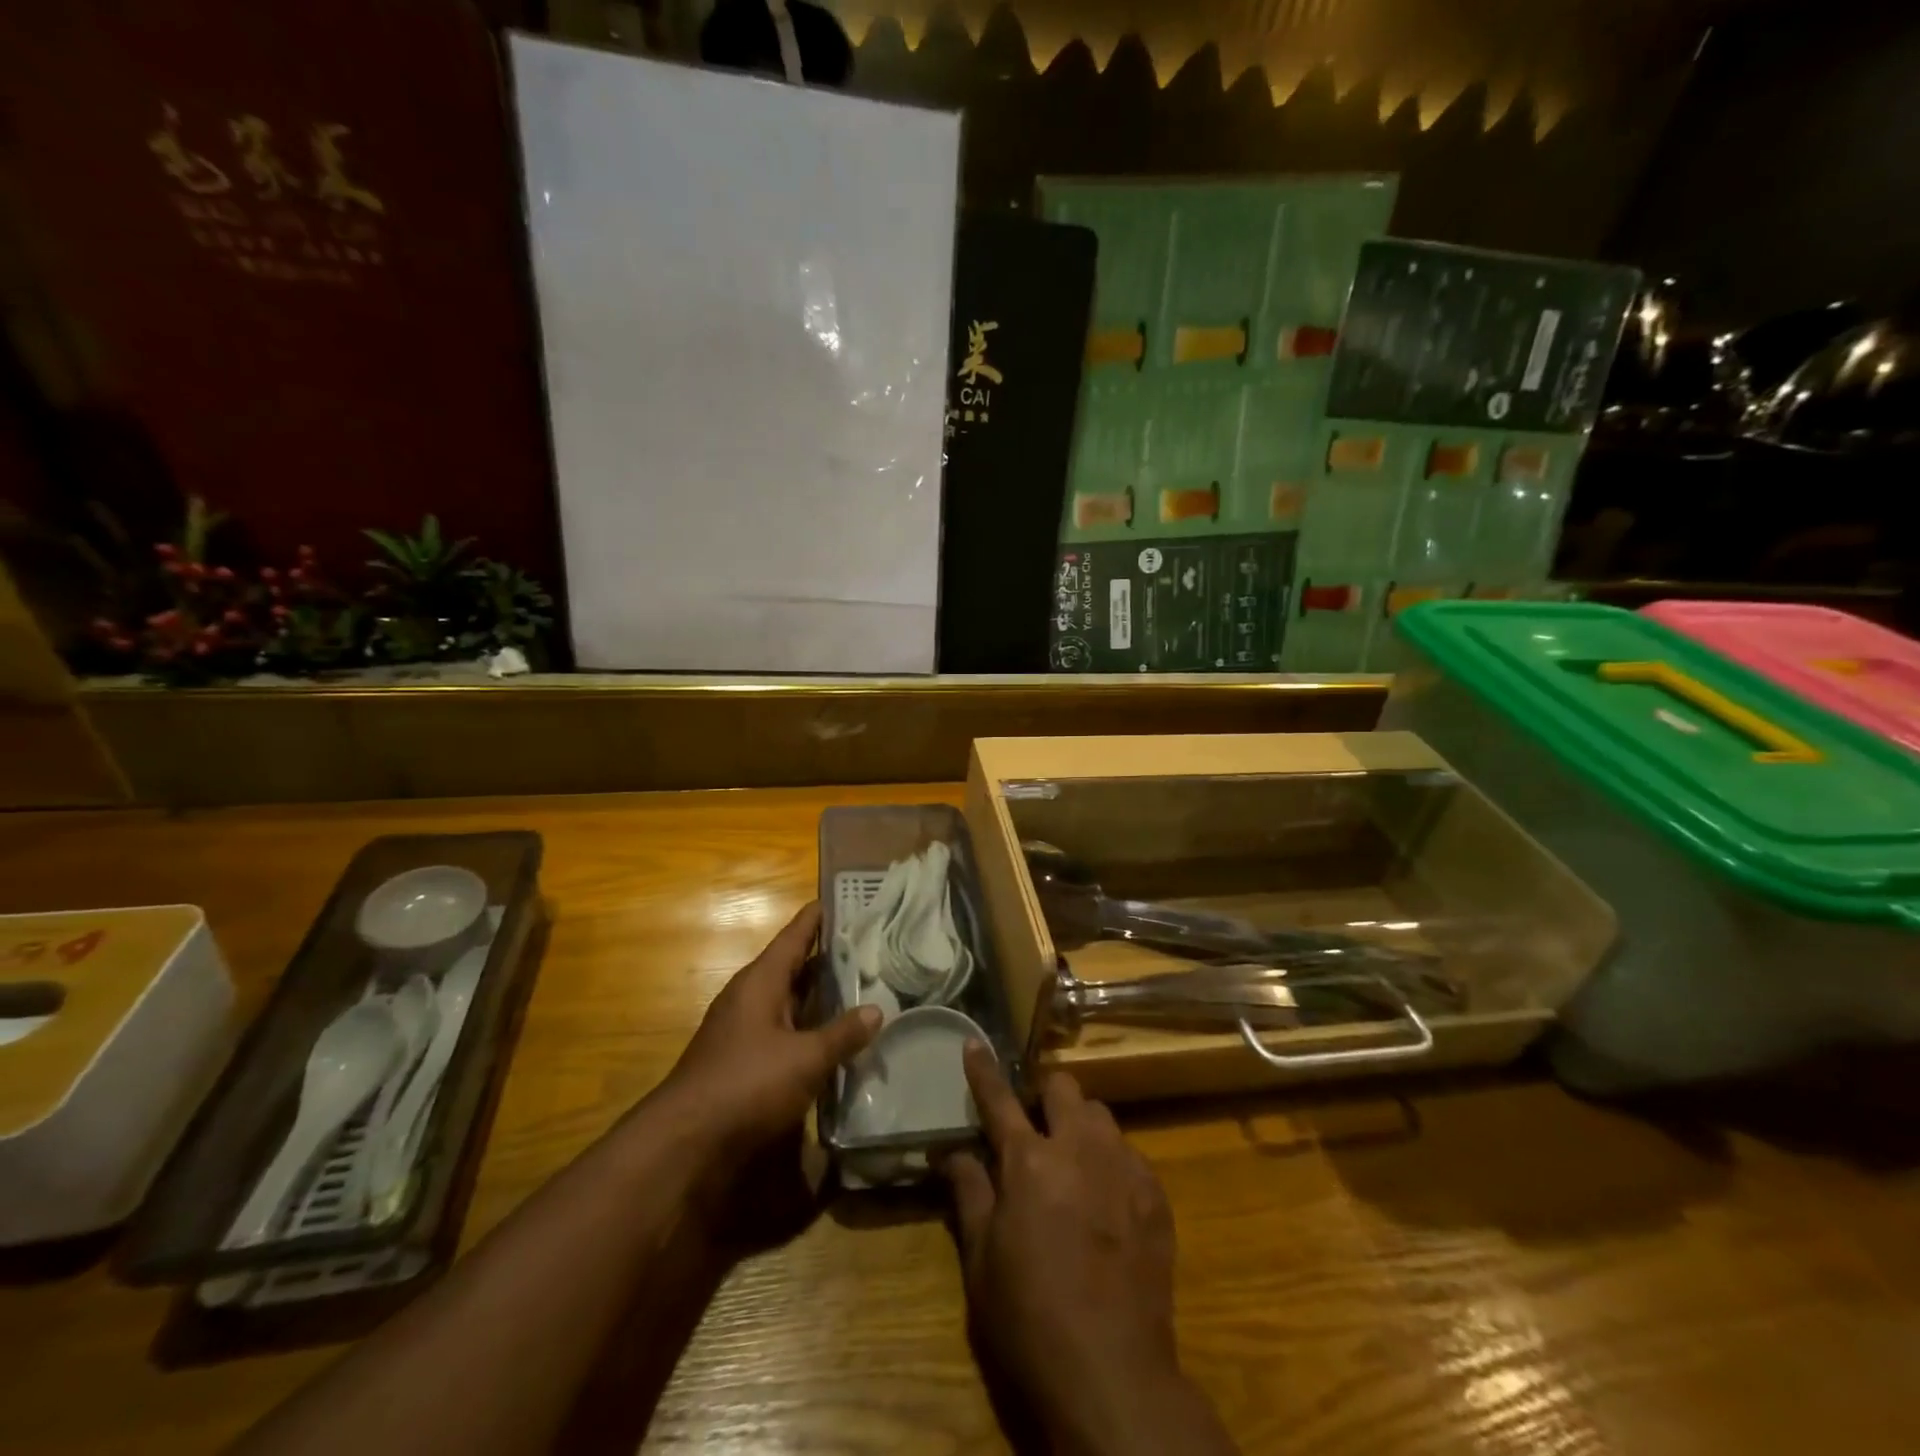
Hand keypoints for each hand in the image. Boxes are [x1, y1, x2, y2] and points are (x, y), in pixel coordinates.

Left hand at [660, 903, 879, 1164]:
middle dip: (827, 957)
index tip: (843, 899)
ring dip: (819, 995)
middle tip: (868, 945)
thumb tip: (877, 1010)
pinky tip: (833, 1036)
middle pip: (793, 966)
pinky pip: (784, 1029)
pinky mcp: (743, 1060)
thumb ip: (842, 1034)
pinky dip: (808, 1027)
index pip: (794, 936)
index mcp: (761, 981)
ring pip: (789, 1000)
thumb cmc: (747, 1084)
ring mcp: (744, 1029)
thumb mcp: (805, 1059)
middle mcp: (750, 997)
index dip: (817, 917)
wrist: (685, 1142)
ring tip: (860, 985)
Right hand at [943, 1045, 1237, 1455]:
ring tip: (1073, 1162)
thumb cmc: (1030, 1317)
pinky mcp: (1155, 1194)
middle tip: (1035, 1128)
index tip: (974, 1043)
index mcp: (1028, 1160)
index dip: (983, 1069)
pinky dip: (1112, 1162)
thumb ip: (969, 1192)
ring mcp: (1122, 1167)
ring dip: (1081, 1125)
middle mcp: (1078, 1148)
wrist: (1113, 1374)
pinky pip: (1130, 1153)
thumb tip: (949, 1152)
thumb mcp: (982, 1261)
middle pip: (1063, 1087)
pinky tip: (1106, 1200)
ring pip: (1100, 1115)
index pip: (999, 1099)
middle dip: (1045, 1096)